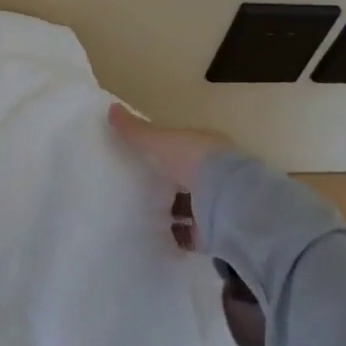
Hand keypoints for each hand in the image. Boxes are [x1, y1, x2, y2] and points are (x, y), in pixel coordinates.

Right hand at [109, 102, 264, 345]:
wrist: (236, 205)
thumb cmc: (197, 163)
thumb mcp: (162, 142)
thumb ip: (137, 131)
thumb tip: (110, 109)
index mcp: (208, 148)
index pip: (184, 147)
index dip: (164, 150)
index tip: (141, 157)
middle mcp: (219, 174)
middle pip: (189, 178)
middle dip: (168, 183)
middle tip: (137, 188)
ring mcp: (221, 205)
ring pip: (192, 206)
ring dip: (172, 210)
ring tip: (143, 214)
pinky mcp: (219, 233)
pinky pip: (193, 234)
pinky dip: (177, 235)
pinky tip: (158, 236)